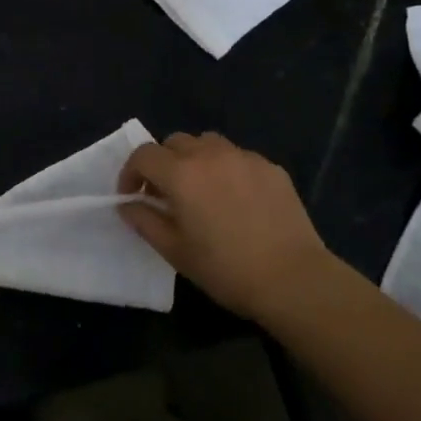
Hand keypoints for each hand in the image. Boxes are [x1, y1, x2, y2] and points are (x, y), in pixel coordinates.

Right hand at [118, 131, 337, 324]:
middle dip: (163, 163)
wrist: (292, 278)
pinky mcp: (271, 167)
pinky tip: (236, 200)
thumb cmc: (225, 269)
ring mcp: (244, 157)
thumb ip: (145, 221)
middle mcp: (210, 155)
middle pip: (175, 142)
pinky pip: (238, 157)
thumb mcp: (174, 251)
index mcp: (181, 174)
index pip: (143, 155)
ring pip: (208, 143)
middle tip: (166, 195)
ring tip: (202, 190)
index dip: (131, 173)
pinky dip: (226, 169)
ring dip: (195, 159)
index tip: (132, 196)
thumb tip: (128, 204)